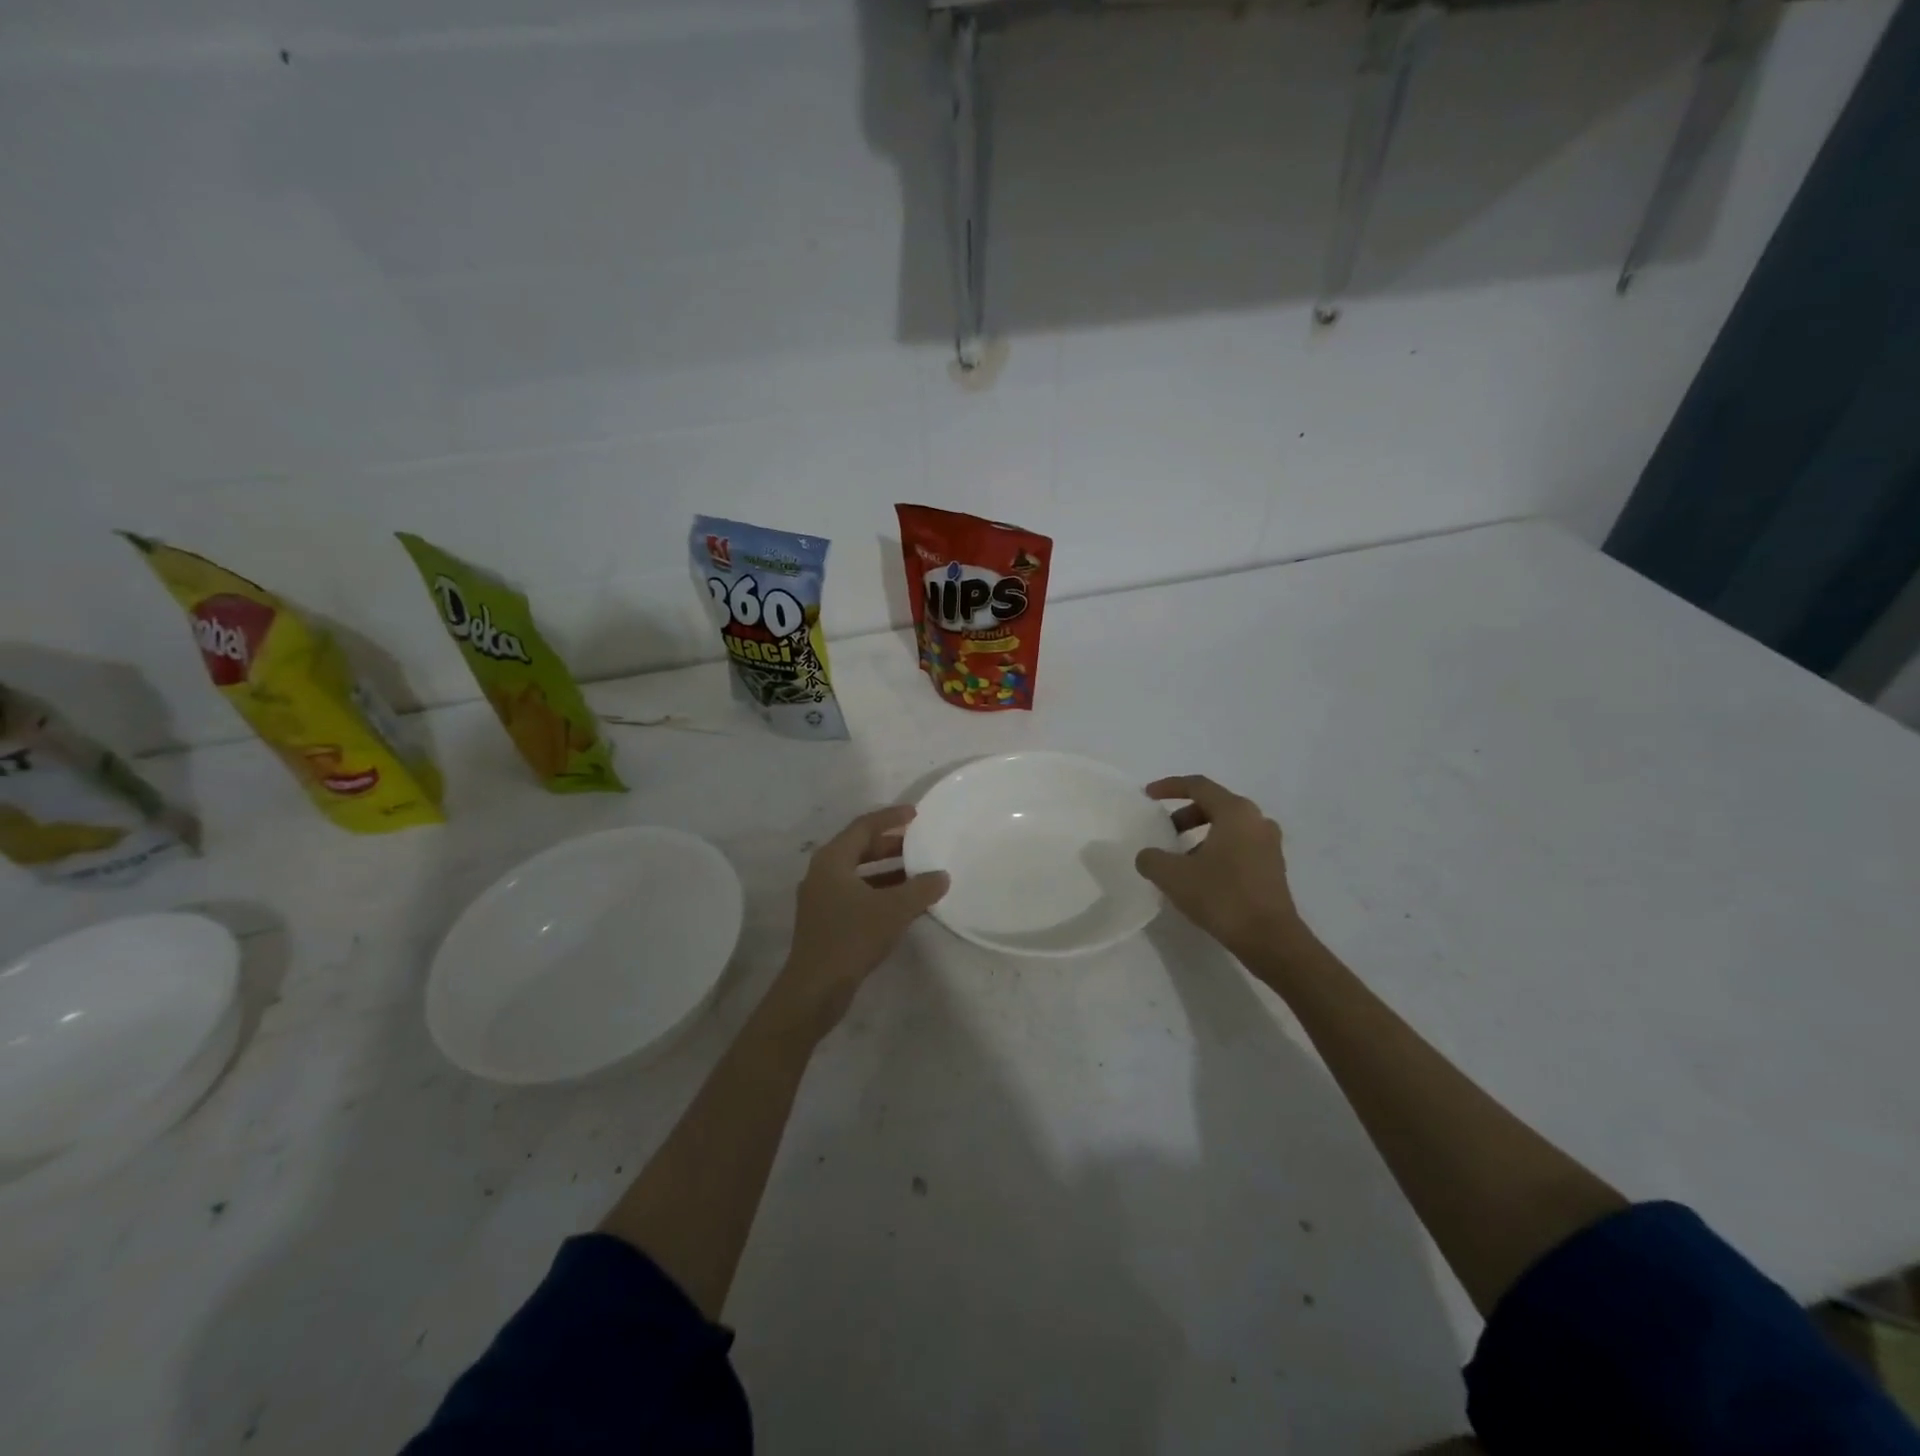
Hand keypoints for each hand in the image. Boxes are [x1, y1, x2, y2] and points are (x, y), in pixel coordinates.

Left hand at [774, 805, 948, 1035]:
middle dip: (891, 844)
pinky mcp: (826, 921)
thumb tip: (942, 876)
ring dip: (888, 871)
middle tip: (920, 843)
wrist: (815, 989)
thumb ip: (921, 889)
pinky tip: (904, 903)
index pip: (864, 826)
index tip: (916, 814)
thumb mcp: (894, 909)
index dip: (890, 817)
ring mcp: (821, 898)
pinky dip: (880, 891)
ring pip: (859, 873)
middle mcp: (822, 873)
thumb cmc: (852, 938)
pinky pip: (856, 894)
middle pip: (859, 848)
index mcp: (832, 860)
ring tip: (919, 872)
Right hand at [1136, 775, 1307, 956]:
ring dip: (1201, 835)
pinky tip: (1201, 875)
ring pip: (1228, 827)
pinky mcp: (1272, 867)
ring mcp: (1269, 844)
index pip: (1199, 786)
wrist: (1270, 939)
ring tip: (1180, 858)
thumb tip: (1148, 856)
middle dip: (1185, 814)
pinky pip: (1239, 846)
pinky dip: (1217, 850)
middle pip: (1215, 804)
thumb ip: (1152, 859)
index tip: (1148, 795)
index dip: (1170, 787)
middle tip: (1165, 830)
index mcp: (1235, 812)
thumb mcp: (1173, 876)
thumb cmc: (1222, 896)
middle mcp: (1257, 820)